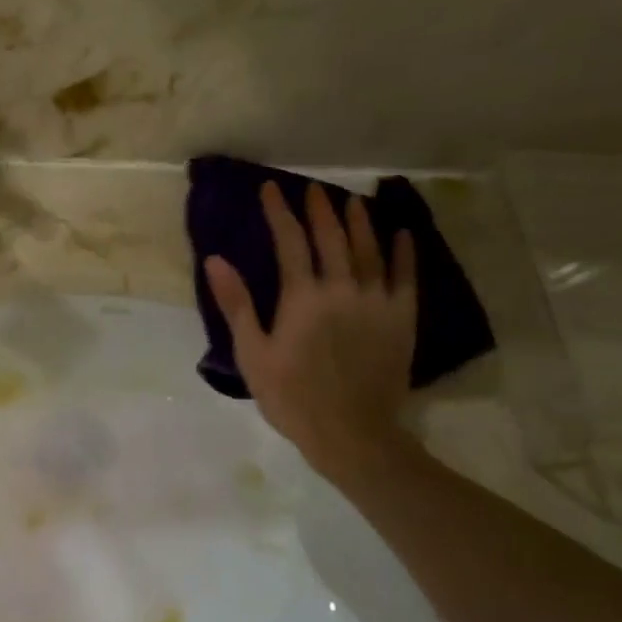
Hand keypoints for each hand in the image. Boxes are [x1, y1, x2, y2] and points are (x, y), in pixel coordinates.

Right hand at [205, 183, 417, 480]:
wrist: (350, 432)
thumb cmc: (291, 397)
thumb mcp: (252, 354)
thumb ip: (236, 304)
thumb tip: (215, 260)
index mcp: (302, 298)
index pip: (290, 242)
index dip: (279, 213)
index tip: (271, 189)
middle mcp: (342, 289)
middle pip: (332, 239)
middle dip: (319, 210)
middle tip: (312, 189)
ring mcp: (376, 302)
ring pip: (370, 250)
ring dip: (360, 222)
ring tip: (352, 201)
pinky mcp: (401, 319)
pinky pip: (405, 277)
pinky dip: (403, 253)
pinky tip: (401, 235)